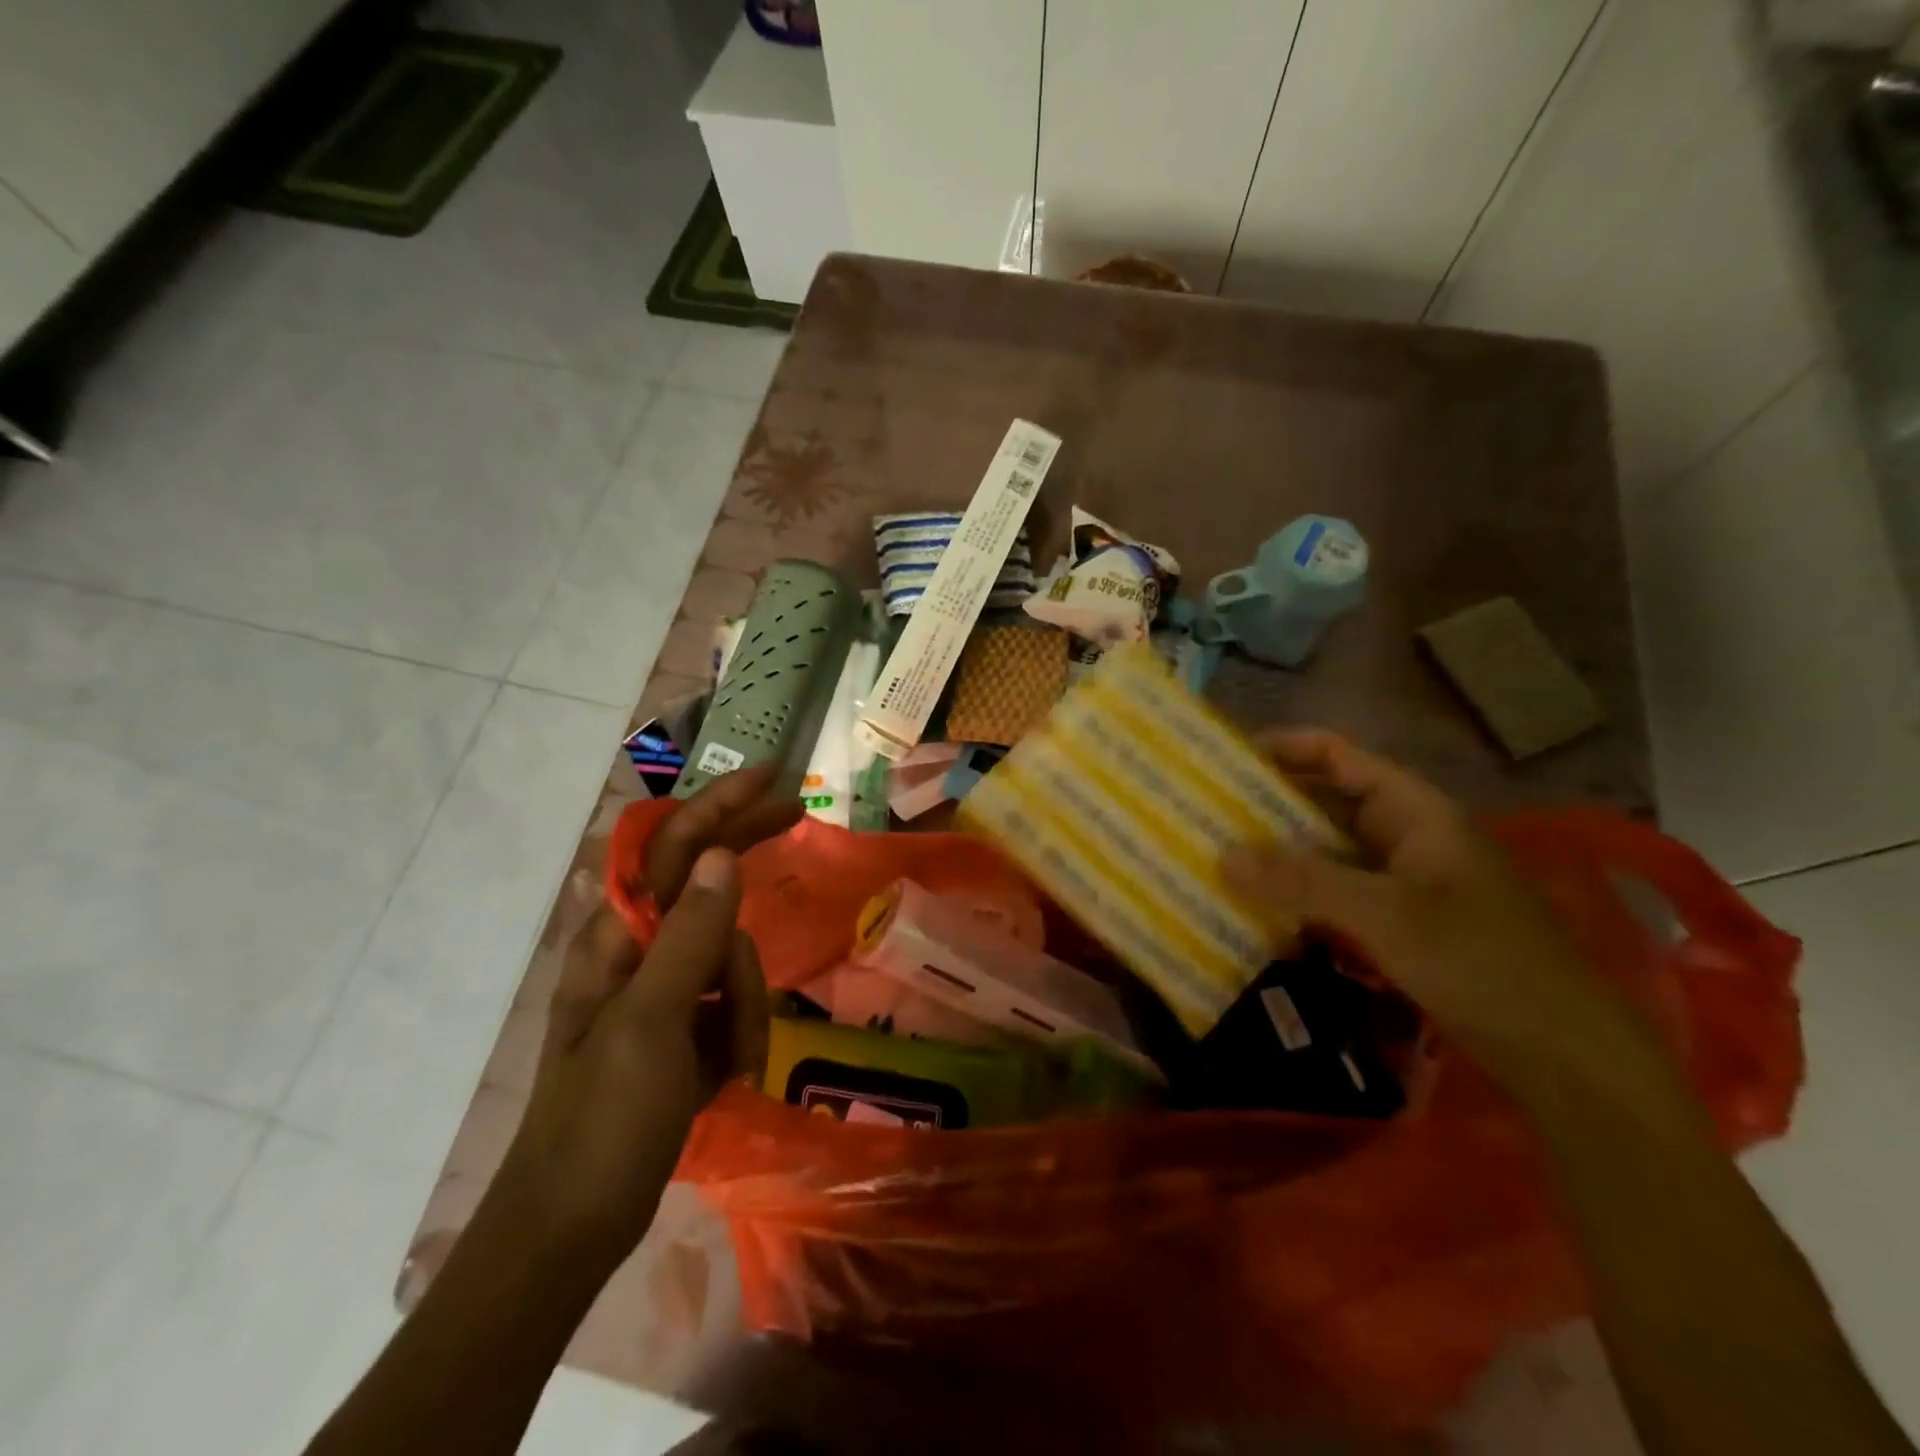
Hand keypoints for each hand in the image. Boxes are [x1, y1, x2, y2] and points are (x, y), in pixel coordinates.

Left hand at [494, 769, 800, 1272]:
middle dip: (746, 857)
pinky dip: (739, 1029)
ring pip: (728, 952)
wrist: (573, 1226)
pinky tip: (729, 1074)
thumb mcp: (651, 1024)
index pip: (672, 848)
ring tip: (733, 1060)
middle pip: (703, 882)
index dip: (720, 805)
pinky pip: (729, 1000)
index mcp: (616, 938)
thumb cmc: (602, 1123)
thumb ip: (689, 936)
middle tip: (795, 817)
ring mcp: (660, 991)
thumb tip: (721, 855)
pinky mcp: (679, 1028)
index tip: (773, 777)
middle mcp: (637, 950)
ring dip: (744, 1000)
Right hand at [1223, 729, 1626, 1081]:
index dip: (1284, 747)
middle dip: (1266, 806)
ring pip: (1325, 852)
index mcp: (1412, 810)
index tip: (1224, 758)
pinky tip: (1257, 911)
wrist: (1562, 1052)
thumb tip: (1222, 855)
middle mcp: (1403, 835)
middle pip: (1324, 803)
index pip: (1338, 756)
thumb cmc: (1481, 960)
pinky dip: (1296, 897)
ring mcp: (1400, 881)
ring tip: (1217, 857)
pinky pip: (1333, 894)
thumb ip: (1303, 881)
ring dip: (1277, 855)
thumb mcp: (1386, 915)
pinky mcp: (1396, 923)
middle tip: (1204, 812)